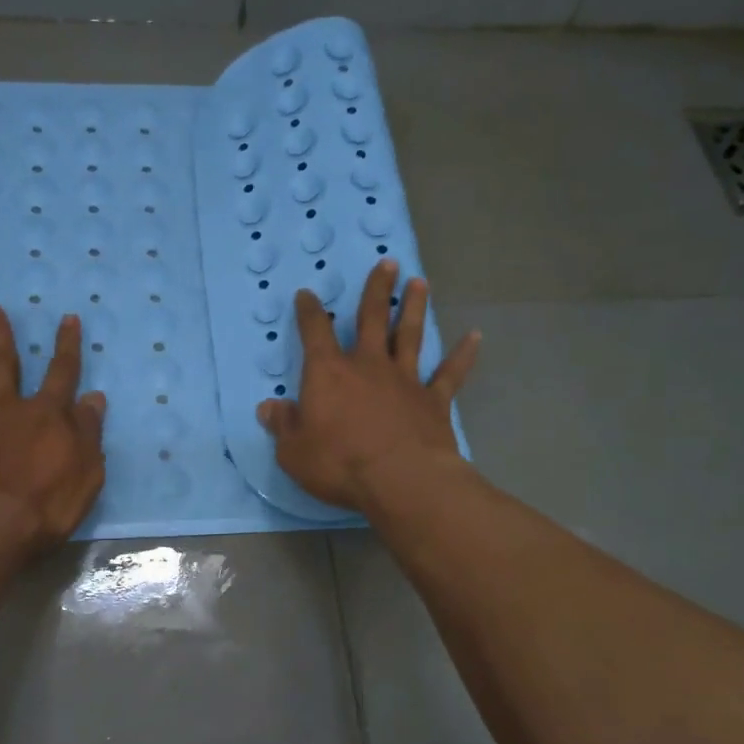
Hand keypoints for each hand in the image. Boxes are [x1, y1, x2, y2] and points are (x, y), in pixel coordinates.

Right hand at [257, 259, 479, 512]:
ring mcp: (405, 380)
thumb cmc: (339, 464)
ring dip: (414, 307)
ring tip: (419, 283)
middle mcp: (368, 366)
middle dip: (377, 290)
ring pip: (410, 335)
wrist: (400, 480)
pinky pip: (451, 373)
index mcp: (328, 374)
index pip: (315, 333)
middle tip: (387, 263)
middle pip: (372, 319)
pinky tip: (474, 336)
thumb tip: (269, 407)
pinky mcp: (434, 401)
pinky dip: (463, 354)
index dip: (309, 312)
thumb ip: (283, 425)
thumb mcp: (294, 451)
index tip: (307, 294)